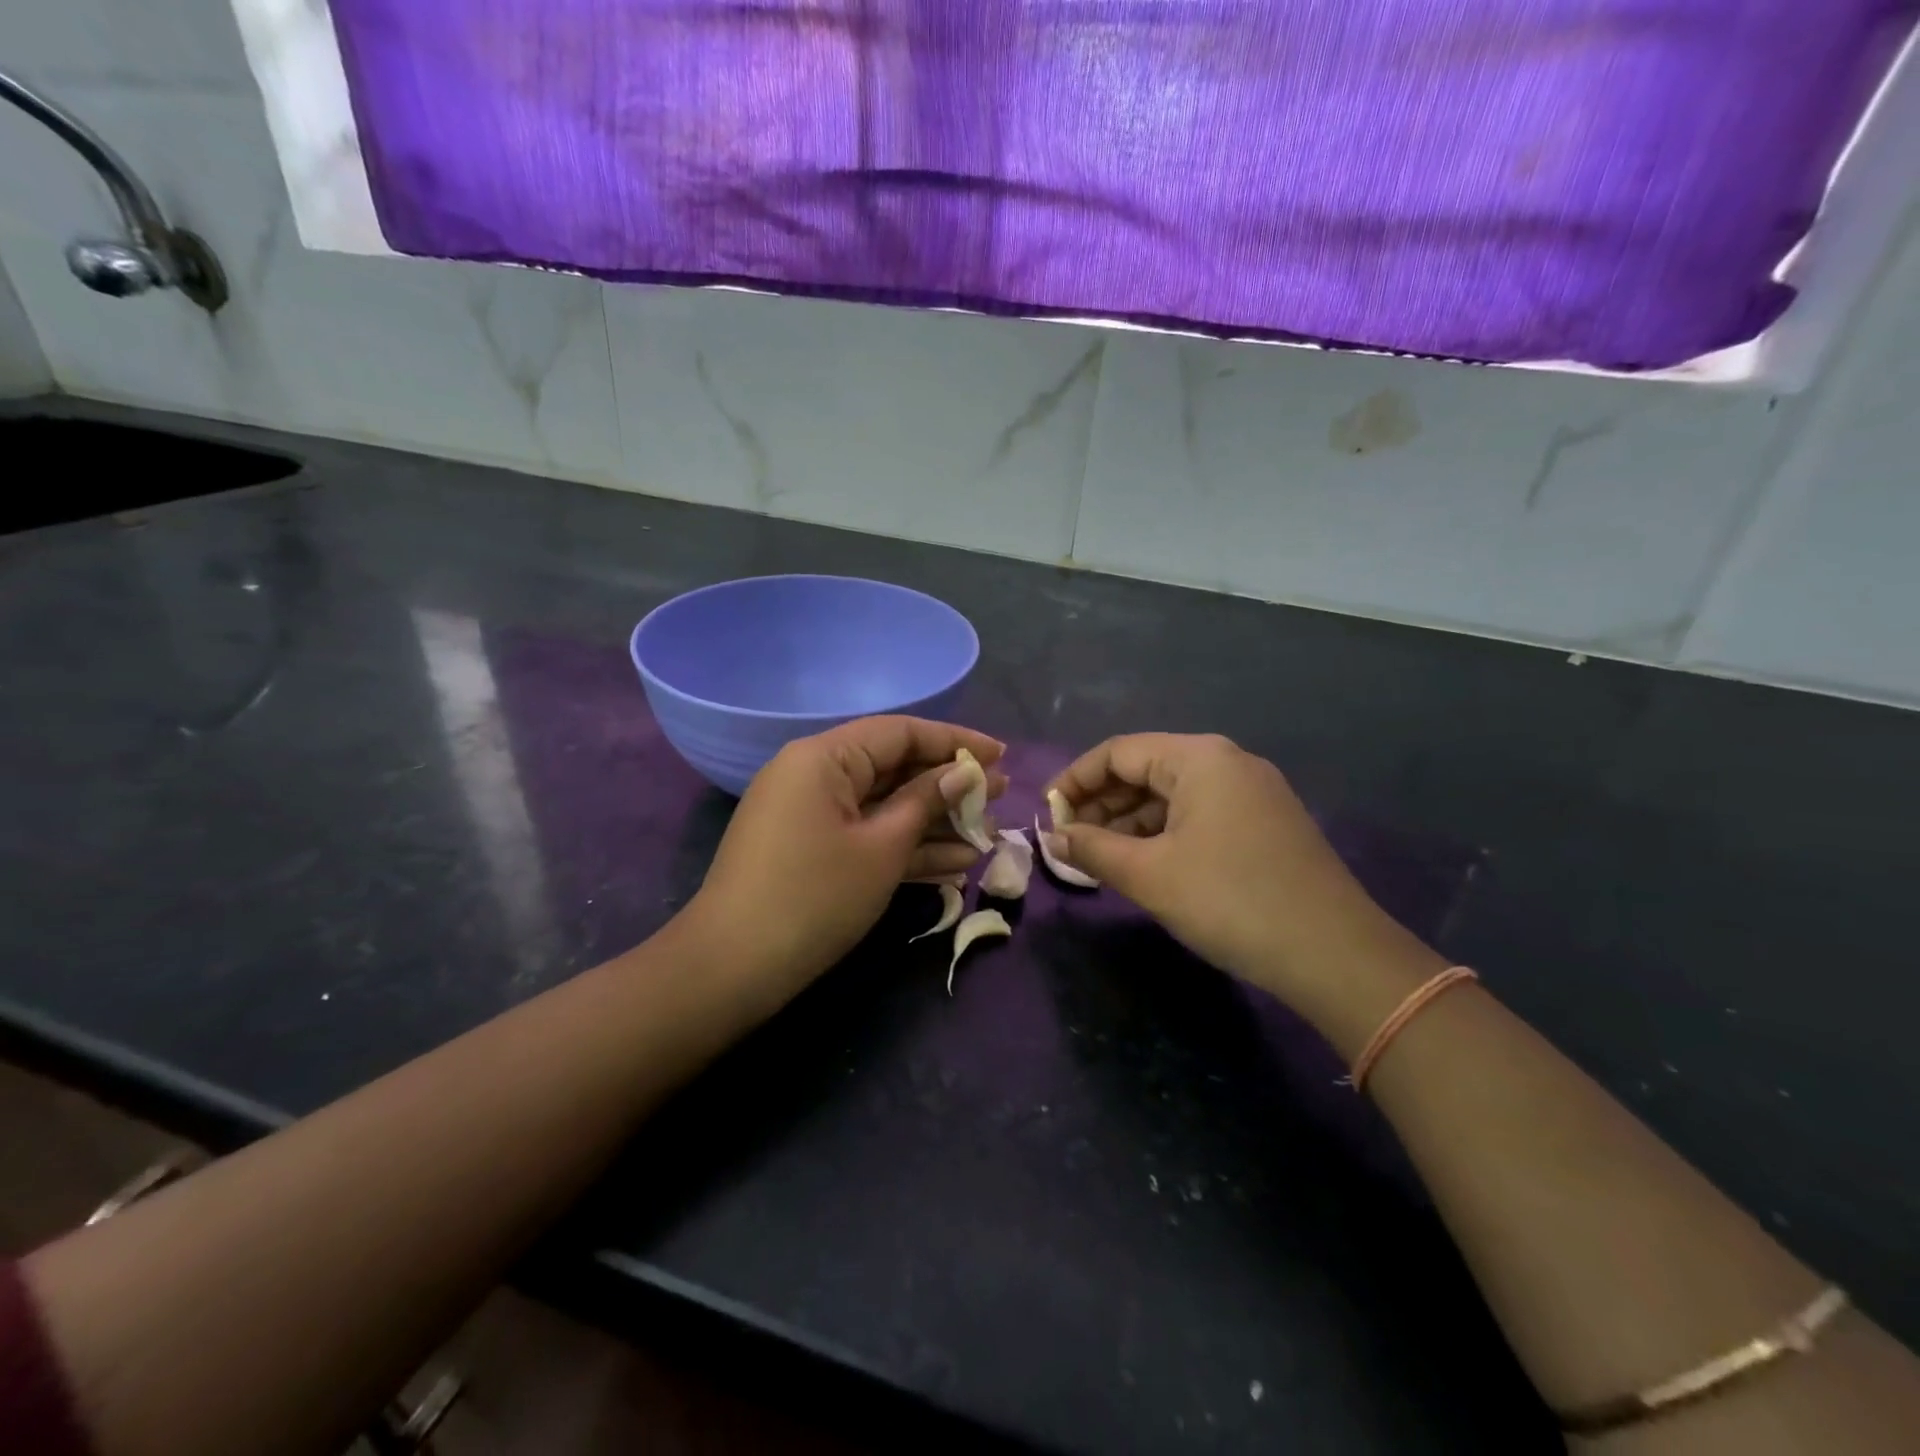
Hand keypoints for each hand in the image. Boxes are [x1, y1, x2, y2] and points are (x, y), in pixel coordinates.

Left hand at [680, 716, 1005, 1005]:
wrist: (733, 968)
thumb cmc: (815, 897)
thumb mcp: (882, 847)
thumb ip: (926, 801)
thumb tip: (966, 771)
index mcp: (824, 758)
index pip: (900, 732)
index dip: (955, 741)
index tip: (1001, 755)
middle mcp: (813, 775)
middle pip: (893, 768)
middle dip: (948, 786)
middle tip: (999, 798)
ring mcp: (810, 815)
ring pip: (882, 806)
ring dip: (932, 822)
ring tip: (987, 834)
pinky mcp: (810, 850)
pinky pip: (864, 835)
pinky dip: (903, 847)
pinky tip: (954, 865)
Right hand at [1048, 734, 1440, 1022]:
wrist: (1335, 955)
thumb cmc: (1230, 901)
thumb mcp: (1149, 875)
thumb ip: (1093, 849)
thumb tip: (1055, 838)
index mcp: (1199, 758)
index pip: (1118, 752)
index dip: (1075, 780)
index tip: (1048, 815)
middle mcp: (1228, 763)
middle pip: (1146, 769)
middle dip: (1102, 804)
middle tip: (1070, 842)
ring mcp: (1252, 793)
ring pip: (1172, 796)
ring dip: (1130, 823)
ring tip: (1100, 858)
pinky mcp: (1266, 825)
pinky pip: (1199, 816)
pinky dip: (1164, 835)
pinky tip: (1145, 865)